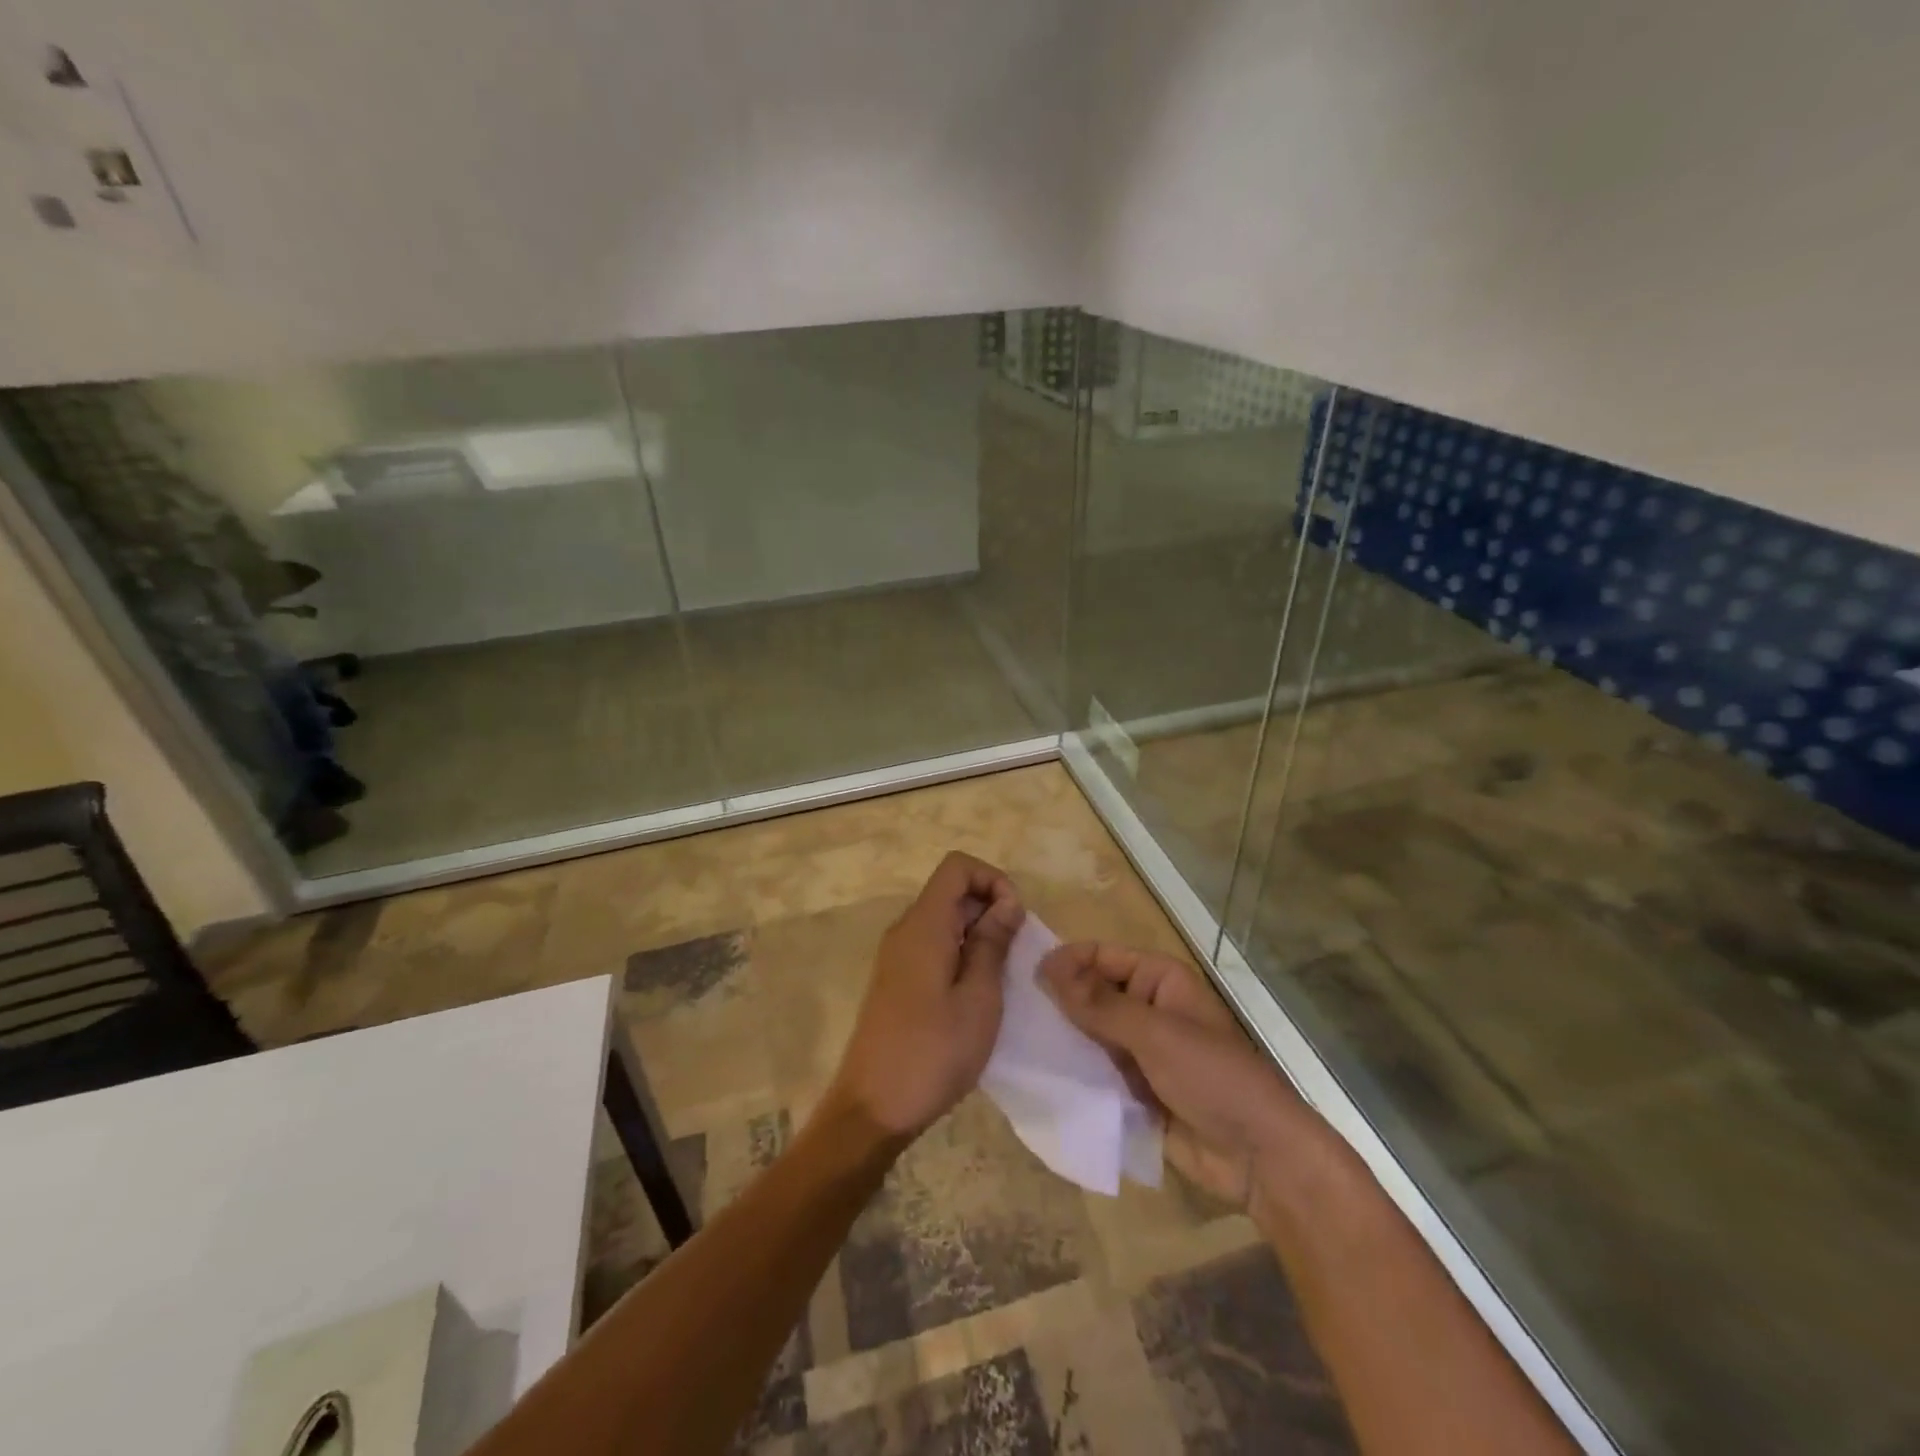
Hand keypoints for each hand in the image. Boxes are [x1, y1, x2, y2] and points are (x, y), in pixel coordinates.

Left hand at [825, 851, 1023, 1140]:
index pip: (957, 866)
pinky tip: (976, 993)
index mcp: (924, 925)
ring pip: (944, 920)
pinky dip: (960, 953)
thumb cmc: (933, 1053)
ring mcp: (897, 955)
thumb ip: (992, 944)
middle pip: (951, 891)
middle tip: (1016, 953)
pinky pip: (933, 945)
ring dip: (978, 934)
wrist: (872, 1108)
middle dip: (990, 908)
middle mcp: (906, 930)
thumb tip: (1006, 903)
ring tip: (1001, 976)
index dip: (992, 880)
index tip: (1015, 919)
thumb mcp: (978, 999)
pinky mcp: (896, 980)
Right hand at [1039, 942, 1306, 1210]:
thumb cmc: (1213, 1077)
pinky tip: (1037, 1075)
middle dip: (1058, 1003)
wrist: (1259, 1158)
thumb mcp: (1155, 1034)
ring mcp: (1140, 1050)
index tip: (1026, 977)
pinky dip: (1072, 1073)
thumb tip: (1047, 966)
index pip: (1101, 956)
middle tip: (1013, 1012)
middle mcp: (1147, 1007)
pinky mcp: (1133, 1089)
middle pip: (1091, 994)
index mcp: (1159, 979)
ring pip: (1089, 1035)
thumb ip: (1099, 1003)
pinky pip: (1095, 1072)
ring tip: (1016, 1042)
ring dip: (1062, 1040)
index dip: (1066, 963)